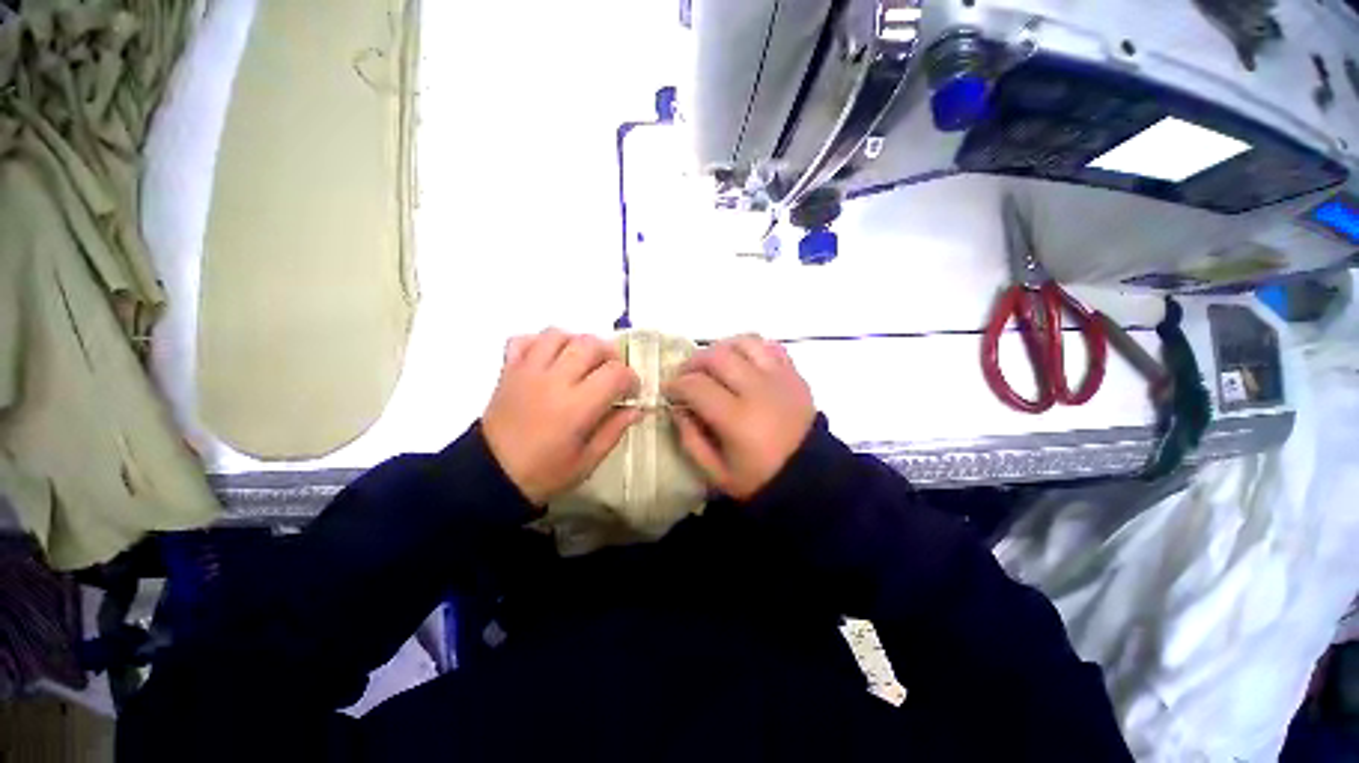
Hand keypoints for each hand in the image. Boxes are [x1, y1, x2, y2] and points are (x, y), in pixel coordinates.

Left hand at [482, 329, 640, 504]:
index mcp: (577, 406)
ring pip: (558, 334)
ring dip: (577, 343)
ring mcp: (528, 371)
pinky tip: (550, 358)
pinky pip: (525, 339)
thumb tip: (636, 409)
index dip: (631, 379)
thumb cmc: (545, 472)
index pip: (615, 373)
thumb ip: (614, 430)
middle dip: (610, 354)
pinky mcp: (509, 370)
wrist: (491, 475)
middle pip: (590, 344)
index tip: (631, 391)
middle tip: (611, 372)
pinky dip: (541, 342)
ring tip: (582, 361)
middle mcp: (554, 380)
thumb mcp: (588, 461)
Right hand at [663, 335, 814, 499]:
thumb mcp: (716, 472)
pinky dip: (750, 348)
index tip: (669, 390)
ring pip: (744, 342)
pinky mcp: (794, 375)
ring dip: (721, 348)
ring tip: (712, 364)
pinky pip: (770, 346)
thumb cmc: (759, 480)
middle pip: (717, 356)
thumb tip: (678, 407)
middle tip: (686, 375)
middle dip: (693, 361)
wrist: (810, 479)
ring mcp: (780, 378)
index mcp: (738, 419)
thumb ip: (690, 439)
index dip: (676, 385)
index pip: (696, 386)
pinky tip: (741, 362)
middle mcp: (758, 390)